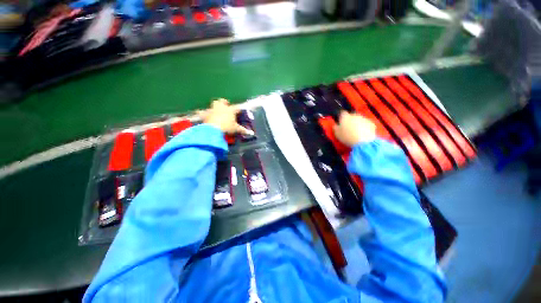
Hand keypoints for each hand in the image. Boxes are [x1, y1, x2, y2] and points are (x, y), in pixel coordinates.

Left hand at [200, 99, 252, 134]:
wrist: (213, 129)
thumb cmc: (227, 127)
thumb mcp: (236, 129)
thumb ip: (243, 130)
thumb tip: (251, 133)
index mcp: (230, 110)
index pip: (236, 108)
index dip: (238, 109)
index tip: (239, 111)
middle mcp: (221, 107)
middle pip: (222, 101)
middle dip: (224, 103)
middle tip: (225, 106)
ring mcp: (212, 110)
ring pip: (213, 104)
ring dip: (214, 107)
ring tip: (215, 110)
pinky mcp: (205, 114)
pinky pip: (201, 112)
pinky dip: (201, 113)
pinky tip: (199, 113)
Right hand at [333, 111, 376, 146]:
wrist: (364, 141)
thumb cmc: (347, 137)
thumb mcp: (337, 134)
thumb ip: (335, 128)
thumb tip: (335, 125)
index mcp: (345, 117)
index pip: (342, 113)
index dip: (341, 117)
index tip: (340, 121)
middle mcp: (355, 115)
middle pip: (352, 115)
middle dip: (350, 119)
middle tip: (348, 127)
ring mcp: (364, 118)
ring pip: (359, 119)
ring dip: (357, 123)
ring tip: (356, 131)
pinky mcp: (371, 123)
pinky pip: (366, 124)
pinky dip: (364, 126)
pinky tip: (363, 133)